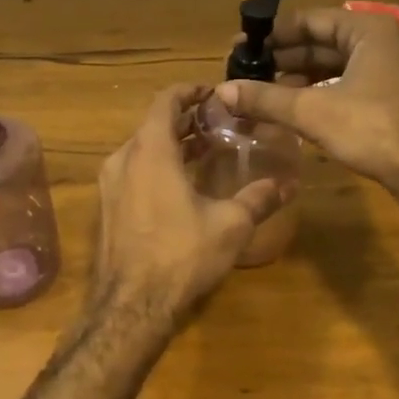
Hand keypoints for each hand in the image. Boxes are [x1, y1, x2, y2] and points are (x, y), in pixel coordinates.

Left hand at [86, 84, 290, 333]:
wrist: (130, 307)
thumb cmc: (181, 254)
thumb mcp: (230, 224)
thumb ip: (259, 198)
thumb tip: (290, 184)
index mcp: (150, 150)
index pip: (165, 101)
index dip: (190, 91)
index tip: (213, 92)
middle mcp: (124, 159)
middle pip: (153, 125)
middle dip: (185, 120)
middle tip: (218, 123)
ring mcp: (110, 185)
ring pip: (142, 150)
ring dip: (172, 144)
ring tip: (205, 150)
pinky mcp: (107, 208)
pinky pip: (134, 172)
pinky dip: (158, 166)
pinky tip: (182, 185)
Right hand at [215, 8, 398, 197]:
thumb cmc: (372, 130)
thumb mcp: (312, 112)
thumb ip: (266, 98)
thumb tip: (222, 91)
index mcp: (368, 31)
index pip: (310, 20)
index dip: (273, 34)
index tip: (243, 46)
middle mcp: (382, 41)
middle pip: (322, 41)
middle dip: (283, 57)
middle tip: (247, 69)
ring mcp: (389, 68)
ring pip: (333, 64)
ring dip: (298, 76)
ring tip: (262, 89)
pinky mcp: (390, 94)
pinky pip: (346, 82)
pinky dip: (319, 90)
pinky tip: (292, 104)